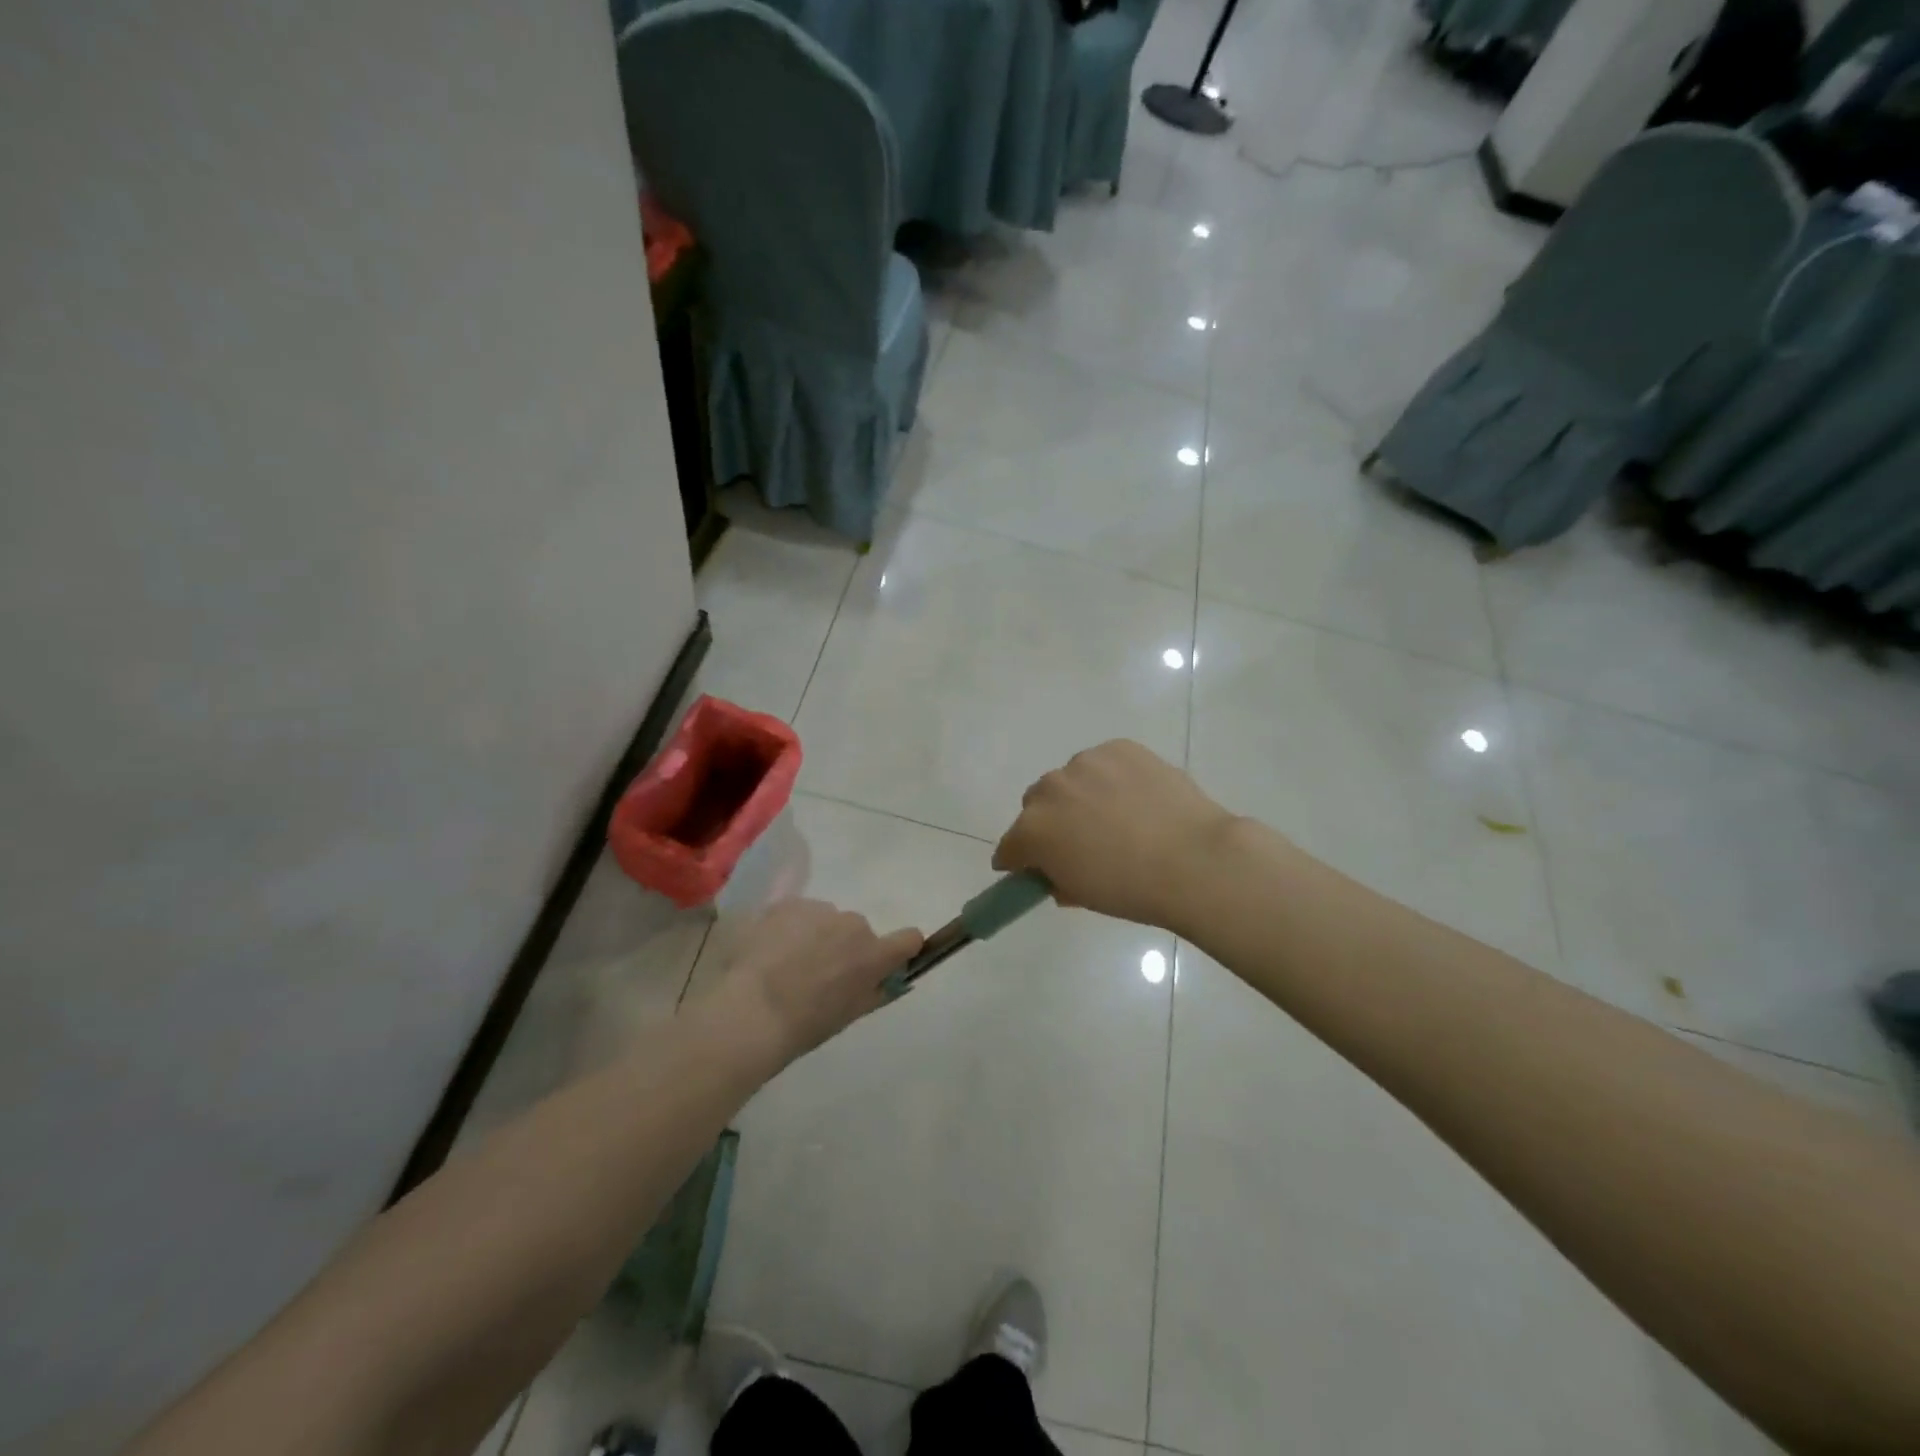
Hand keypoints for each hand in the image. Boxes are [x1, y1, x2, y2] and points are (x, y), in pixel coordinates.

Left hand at [705, 899, 922, 1068]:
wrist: (750, 1011)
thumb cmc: (804, 1025)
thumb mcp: (848, 1015)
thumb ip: (874, 991)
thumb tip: (885, 979)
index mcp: (874, 954)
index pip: (908, 939)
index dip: (899, 949)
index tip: (884, 962)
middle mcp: (853, 923)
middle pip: (858, 931)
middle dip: (843, 947)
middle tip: (816, 975)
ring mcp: (818, 909)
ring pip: (826, 920)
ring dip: (815, 935)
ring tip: (784, 964)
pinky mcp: (787, 904)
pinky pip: (797, 913)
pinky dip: (788, 928)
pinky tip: (767, 953)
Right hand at [993, 740, 1237, 929]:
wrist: (1194, 860)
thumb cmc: (1132, 890)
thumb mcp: (1083, 895)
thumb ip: (1058, 879)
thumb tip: (1057, 872)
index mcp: (1032, 830)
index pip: (1010, 846)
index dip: (1020, 860)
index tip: (1035, 868)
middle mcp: (1050, 789)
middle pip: (1036, 804)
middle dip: (1050, 822)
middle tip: (1081, 841)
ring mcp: (1086, 763)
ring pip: (1071, 779)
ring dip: (1081, 795)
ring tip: (1118, 816)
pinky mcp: (1119, 748)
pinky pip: (1104, 763)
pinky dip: (1112, 777)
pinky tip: (1137, 797)